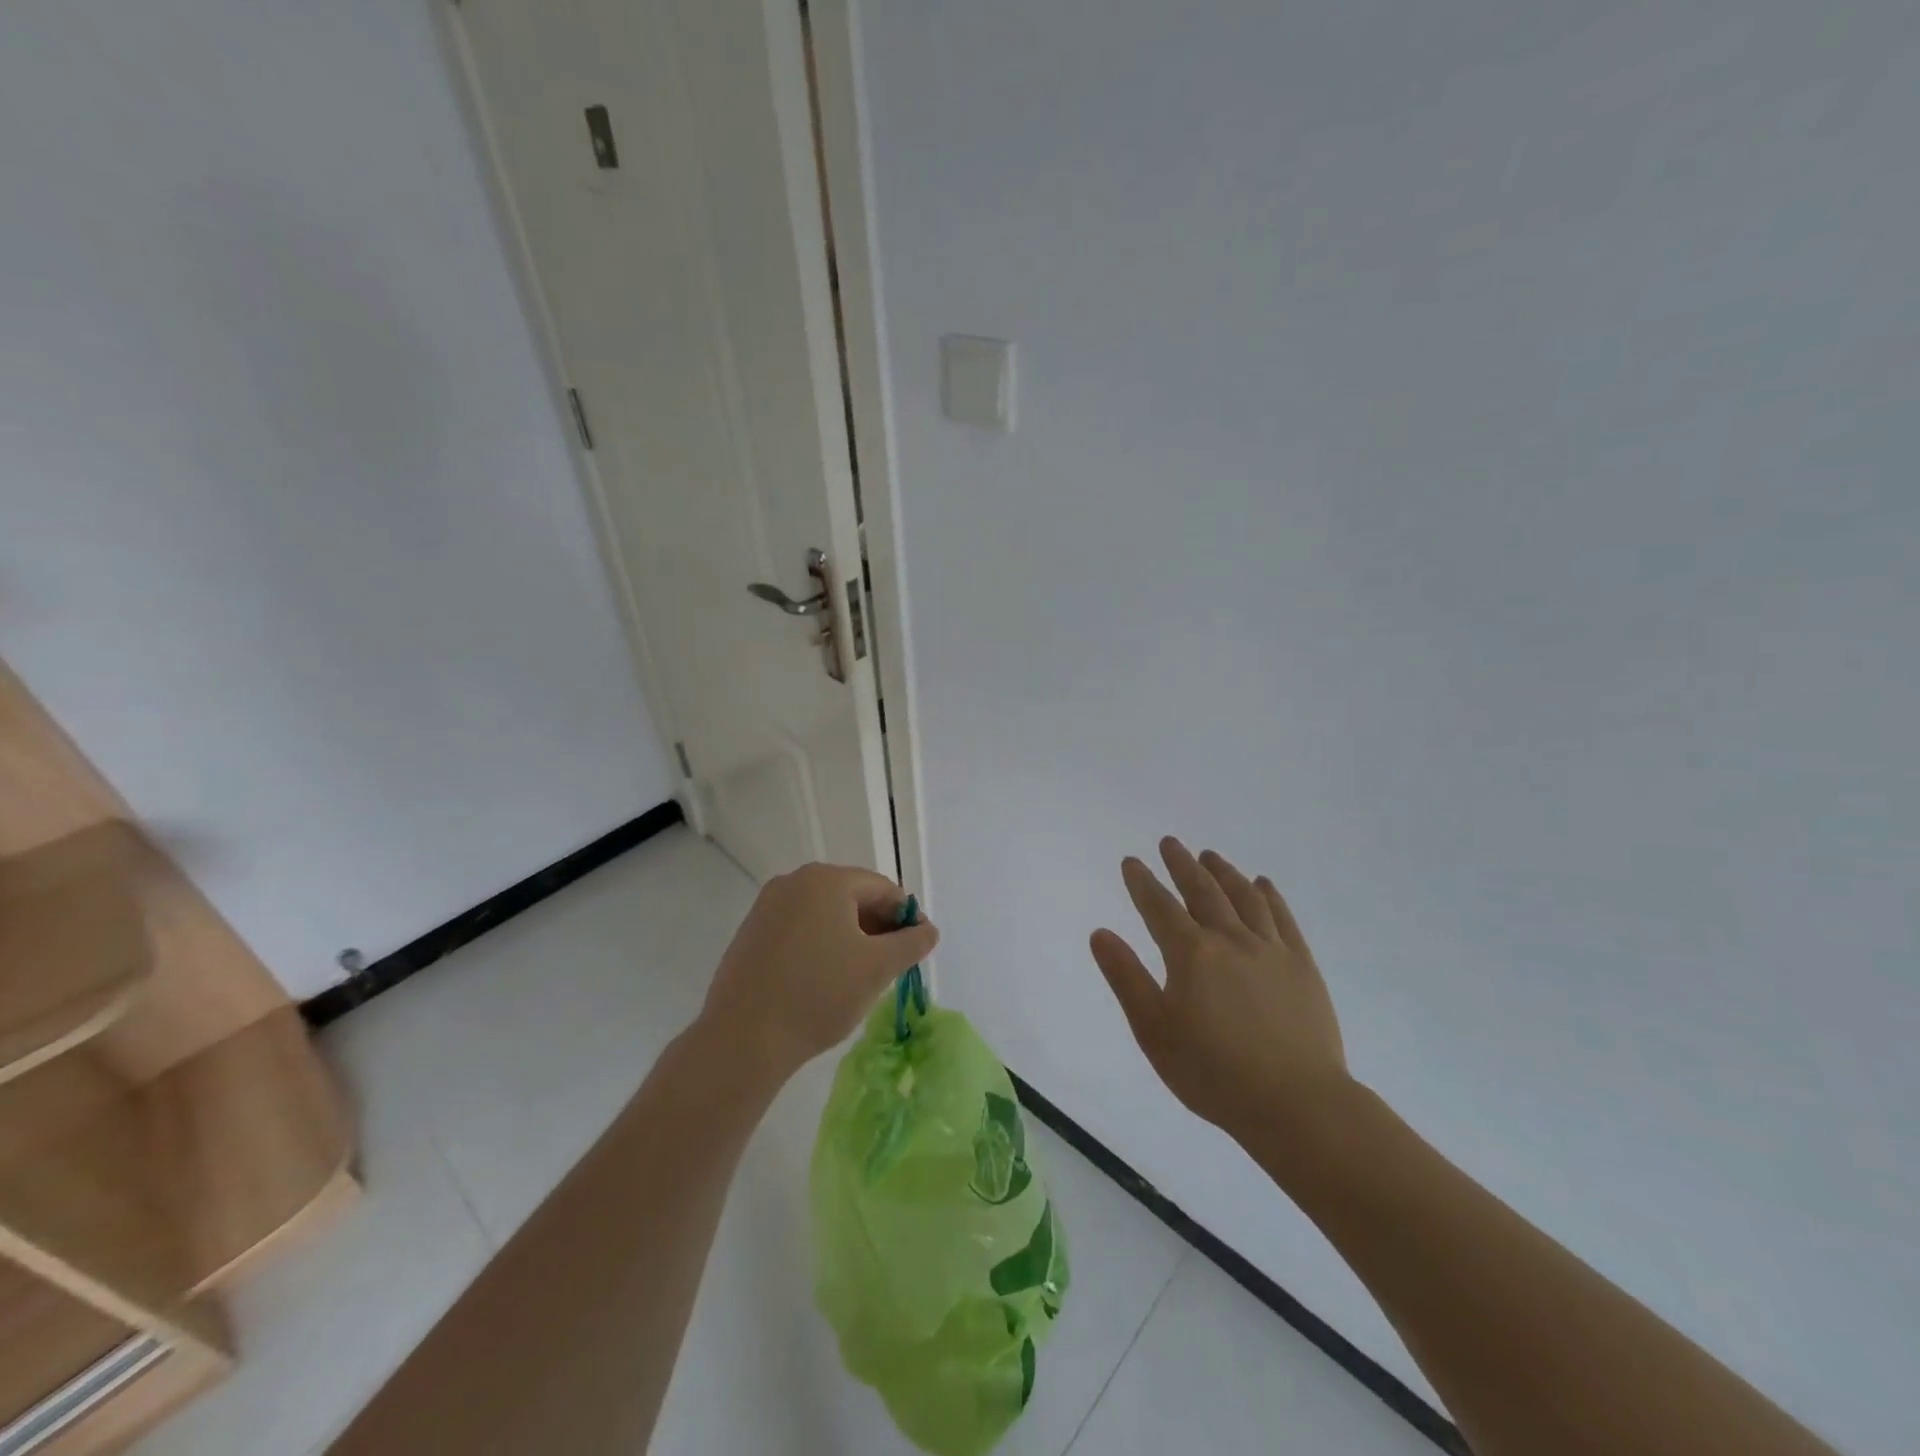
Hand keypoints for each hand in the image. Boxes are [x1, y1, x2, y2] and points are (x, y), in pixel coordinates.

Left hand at [696, 862, 937, 1084]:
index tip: (917, 951)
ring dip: (850, 938)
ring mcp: (767, 906)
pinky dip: (820, 946)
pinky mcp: (750, 933)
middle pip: (852, 897)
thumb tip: (927, 930)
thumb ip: (912, 943)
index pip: (883, 889)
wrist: (742, 1038)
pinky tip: (823, 980)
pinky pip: (799, 929)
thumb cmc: (819, 994)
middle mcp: (794, 881)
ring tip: (859, 977)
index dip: (906, 918)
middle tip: (891, 966)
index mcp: (827, 880)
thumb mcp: (878, 968)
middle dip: (878, 928)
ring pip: (825, 915)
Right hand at [1090, 837, 1348, 1143]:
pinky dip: (1269, 896)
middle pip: (1202, 891)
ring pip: (1243, 897)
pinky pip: (1283, 918)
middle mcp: (1230, 939)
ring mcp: (1271, 949)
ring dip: (1223, 872)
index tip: (1131, 862)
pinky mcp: (1302, 965)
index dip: (1142, 882)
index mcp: (1191, 954)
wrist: (1297, 1105)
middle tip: (1169, 843)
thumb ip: (1127, 978)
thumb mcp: (1154, 1032)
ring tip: (1210, 856)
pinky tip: (1262, 884)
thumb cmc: (1214, 1073)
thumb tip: (1100, 933)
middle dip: (1181, 864)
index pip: (1159, 907)